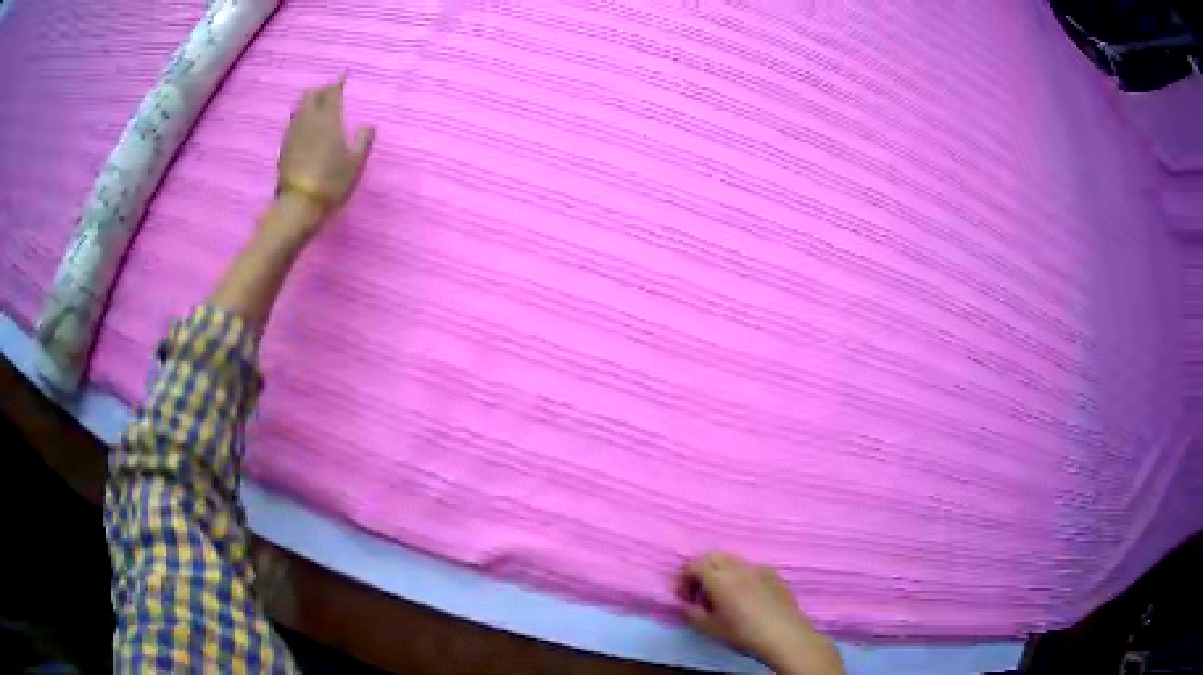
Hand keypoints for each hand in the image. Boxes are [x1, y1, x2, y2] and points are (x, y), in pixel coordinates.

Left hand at [275, 75, 374, 237]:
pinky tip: (305, 127)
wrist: (298, 205)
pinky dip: (301, 118)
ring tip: (317, 107)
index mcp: (328, 120)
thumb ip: (363, 139)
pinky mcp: (284, 147)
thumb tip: (368, 125)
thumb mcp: (355, 162)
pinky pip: (293, 123)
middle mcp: (308, 121)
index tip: (344, 76)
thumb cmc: (331, 181)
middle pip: (310, 95)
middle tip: (330, 92)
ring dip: (309, 103)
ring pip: (299, 108)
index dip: (338, 82)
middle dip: (320, 89)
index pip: (332, 92)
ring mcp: (293, 134)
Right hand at [677, 552, 843, 674]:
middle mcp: (738, 567)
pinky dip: (740, 575)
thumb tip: (685, 603)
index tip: (683, 596)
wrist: (783, 634)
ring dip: (721, 571)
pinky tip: (744, 594)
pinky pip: (750, 567)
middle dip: (701, 569)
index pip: (694, 564)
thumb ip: (692, 612)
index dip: (684, 578)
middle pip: (713, 556)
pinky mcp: (774, 574)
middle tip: (698, 591)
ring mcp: (758, 568)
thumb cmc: (742, 633)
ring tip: (720, 593)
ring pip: (733, 560)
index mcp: (719, 578)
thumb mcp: (709, 628)